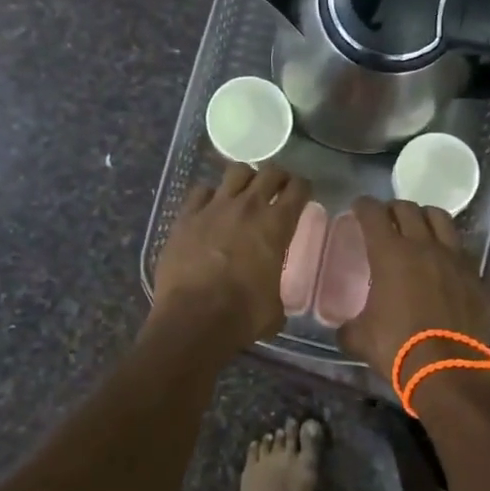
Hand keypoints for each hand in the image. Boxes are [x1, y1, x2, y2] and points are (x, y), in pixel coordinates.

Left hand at [152, 163, 311, 347]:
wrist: (193, 319)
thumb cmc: (242, 316)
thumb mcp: (274, 308)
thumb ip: (276, 290)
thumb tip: (271, 297)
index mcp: (276, 225)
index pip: (298, 189)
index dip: (303, 187)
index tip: (302, 193)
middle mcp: (248, 207)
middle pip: (269, 172)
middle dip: (277, 177)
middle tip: (277, 188)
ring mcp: (214, 207)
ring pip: (236, 171)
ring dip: (245, 179)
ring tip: (244, 191)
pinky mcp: (186, 216)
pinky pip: (201, 191)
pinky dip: (209, 195)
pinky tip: (210, 207)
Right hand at [338, 197, 489, 394]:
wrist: (449, 371)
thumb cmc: (398, 348)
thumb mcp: (360, 338)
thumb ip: (349, 326)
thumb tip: (345, 328)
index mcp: (390, 253)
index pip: (373, 214)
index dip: (363, 206)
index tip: (358, 208)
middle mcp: (423, 246)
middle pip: (408, 209)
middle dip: (393, 208)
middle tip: (386, 218)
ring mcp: (454, 259)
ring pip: (441, 219)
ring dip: (425, 218)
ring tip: (419, 228)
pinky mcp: (476, 277)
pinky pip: (461, 251)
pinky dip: (448, 249)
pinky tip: (443, 262)